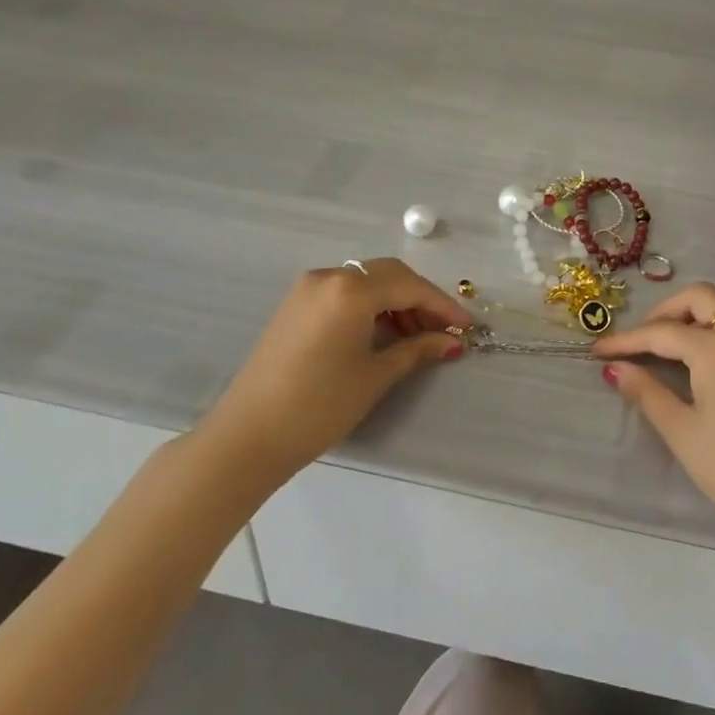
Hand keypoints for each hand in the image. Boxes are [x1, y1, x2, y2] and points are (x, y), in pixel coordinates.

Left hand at [200, 258, 471, 487]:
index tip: (467, 327)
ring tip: (418, 337)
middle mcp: (329, 276)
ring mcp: (308, 289)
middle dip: (421, 300)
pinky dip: (370, 308)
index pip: (409, 286)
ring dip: (396, 303)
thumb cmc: (319, 406)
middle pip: (388, 276)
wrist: (247, 437)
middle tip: (444, 331)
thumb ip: (418, 349)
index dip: (442, 306)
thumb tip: (452, 342)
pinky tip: (385, 334)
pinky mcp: (295, 306)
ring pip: (366, 283)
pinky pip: (344, 294)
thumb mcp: (375, 376)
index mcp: (350, 289)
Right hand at [594, 283, 714, 556]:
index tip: (597, 350)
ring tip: (669, 345)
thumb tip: (616, 369)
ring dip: (694, 314)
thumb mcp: (682, 431)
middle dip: (666, 311)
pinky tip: (702, 359)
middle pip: (700, 297)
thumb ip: (647, 392)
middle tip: (642, 339)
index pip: (661, 332)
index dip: (626, 340)